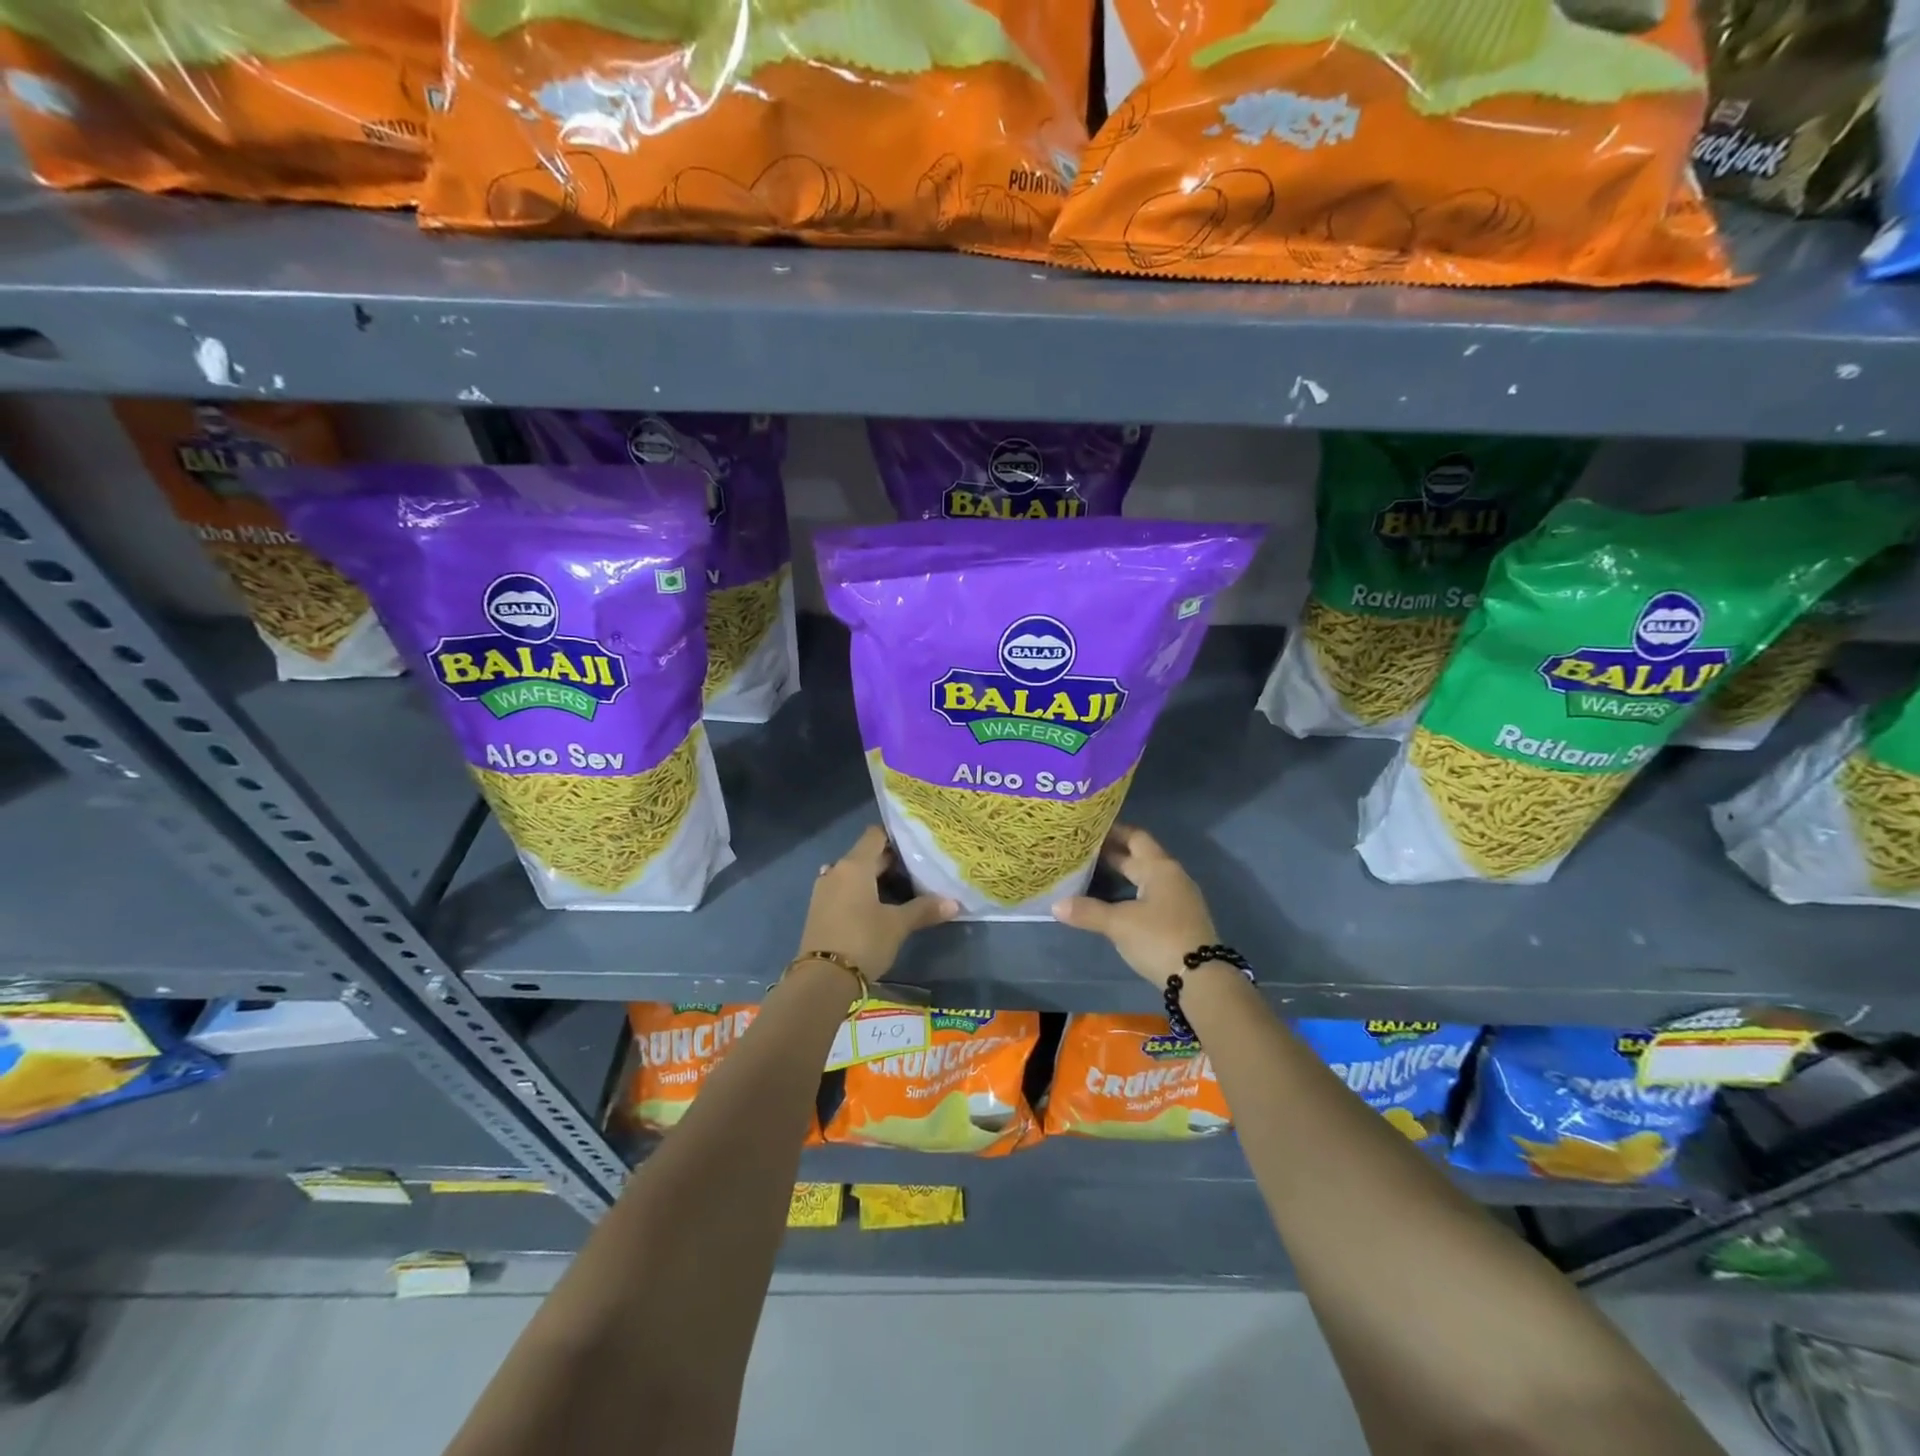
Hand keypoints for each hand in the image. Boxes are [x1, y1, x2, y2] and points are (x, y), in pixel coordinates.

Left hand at [796, 826, 956, 981]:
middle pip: (865, 855)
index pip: (875, 835)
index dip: (895, 836)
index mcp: (854, 865)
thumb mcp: (897, 925)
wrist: (822, 979)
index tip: (916, 845)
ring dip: (874, 878)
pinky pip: (844, 890)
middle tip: (918, 869)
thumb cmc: (863, 941)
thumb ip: (924, 909)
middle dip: (890, 861)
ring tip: (901, 889)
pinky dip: (860, 892)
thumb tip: (954, 903)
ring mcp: (824, 890)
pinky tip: (877, 906)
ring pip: (854, 874)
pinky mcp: (819, 909)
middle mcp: (836, 870)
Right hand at [1053, 825, 1216, 985]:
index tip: (1088, 828)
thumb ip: (1087, 911)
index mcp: (1160, 868)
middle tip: (1083, 850)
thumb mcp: (1119, 924)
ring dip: (1123, 873)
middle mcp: (1172, 876)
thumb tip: (1056, 904)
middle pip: (1141, 856)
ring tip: (1093, 872)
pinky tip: (1115, 900)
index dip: (1113, 831)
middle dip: (1114, 852)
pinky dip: (1131, 890)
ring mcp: (1179, 898)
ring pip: (1146, 876)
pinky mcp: (1179, 918)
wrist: (1202, 979)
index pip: (1134, 837)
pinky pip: (1151, 894)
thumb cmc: (1159, 939)